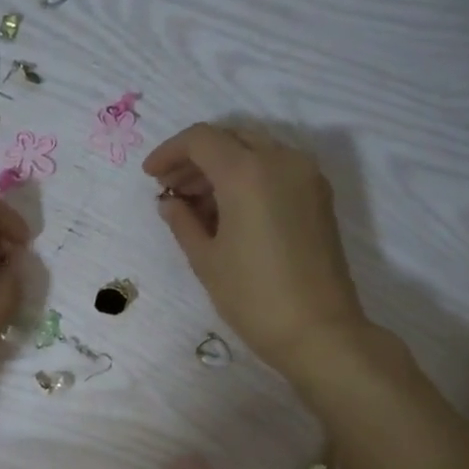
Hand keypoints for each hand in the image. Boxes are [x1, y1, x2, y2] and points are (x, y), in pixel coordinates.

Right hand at [144, 123, 370, 374]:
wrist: (317, 330)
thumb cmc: (252, 297)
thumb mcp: (206, 260)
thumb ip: (183, 222)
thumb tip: (170, 202)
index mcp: (247, 172)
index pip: (201, 139)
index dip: (170, 152)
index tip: (150, 175)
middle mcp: (281, 160)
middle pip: (230, 138)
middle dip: (196, 158)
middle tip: (170, 189)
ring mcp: (306, 175)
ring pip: (255, 151)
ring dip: (222, 167)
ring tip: (195, 203)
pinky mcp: (318, 195)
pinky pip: (276, 169)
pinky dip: (247, 177)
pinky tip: (228, 210)